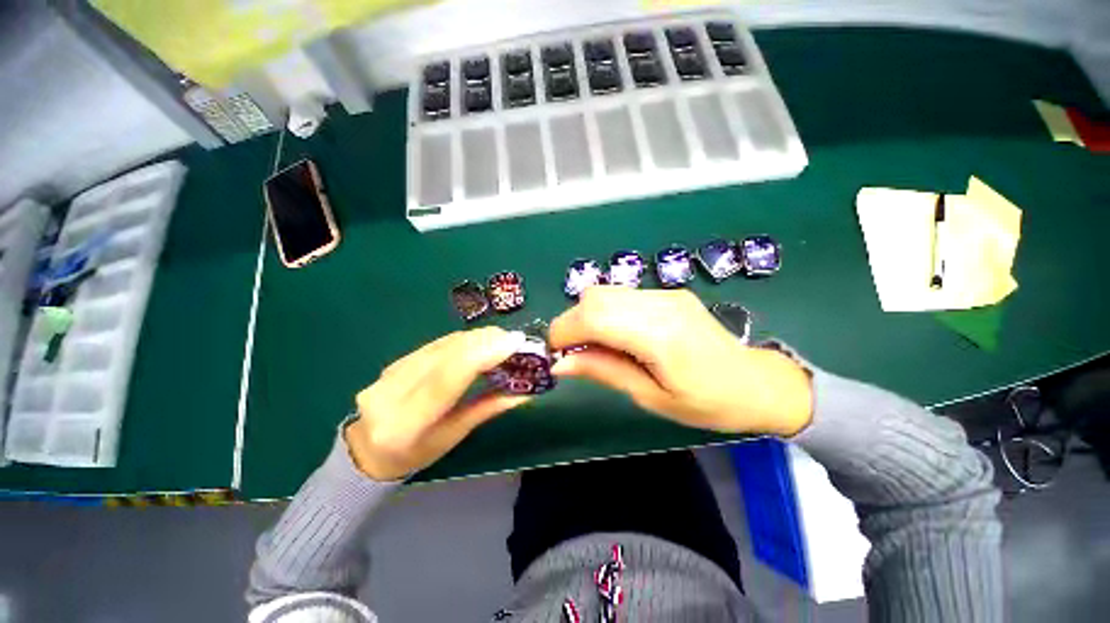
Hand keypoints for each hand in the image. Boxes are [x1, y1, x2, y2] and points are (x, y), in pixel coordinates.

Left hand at [346, 327, 529, 479]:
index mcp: (405, 424)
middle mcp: (391, 392)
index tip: (513, 341)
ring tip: (502, 338)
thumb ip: (488, 408)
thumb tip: (525, 390)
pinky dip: (463, 340)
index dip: (482, 355)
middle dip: (484, 341)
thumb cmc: (418, 452)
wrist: (370, 449)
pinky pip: (435, 344)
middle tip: (514, 339)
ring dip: (476, 337)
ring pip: (441, 345)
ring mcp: (389, 372)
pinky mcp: (395, 360)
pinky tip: (480, 340)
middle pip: (445, 355)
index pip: (446, 379)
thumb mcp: (455, 435)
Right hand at [549, 287, 812, 436]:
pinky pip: (621, 295)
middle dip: (571, 322)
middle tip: (574, 352)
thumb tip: (561, 362)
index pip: (593, 316)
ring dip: (586, 316)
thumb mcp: (651, 398)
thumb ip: (604, 371)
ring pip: (605, 291)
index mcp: (660, 336)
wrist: (756, 383)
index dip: (564, 331)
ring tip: (594, 345)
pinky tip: (615, 334)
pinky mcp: (668, 292)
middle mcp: (660, 304)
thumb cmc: (707, 403)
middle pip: (594, 297)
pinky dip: (604, 312)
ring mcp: (665, 293)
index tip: (556, 354)